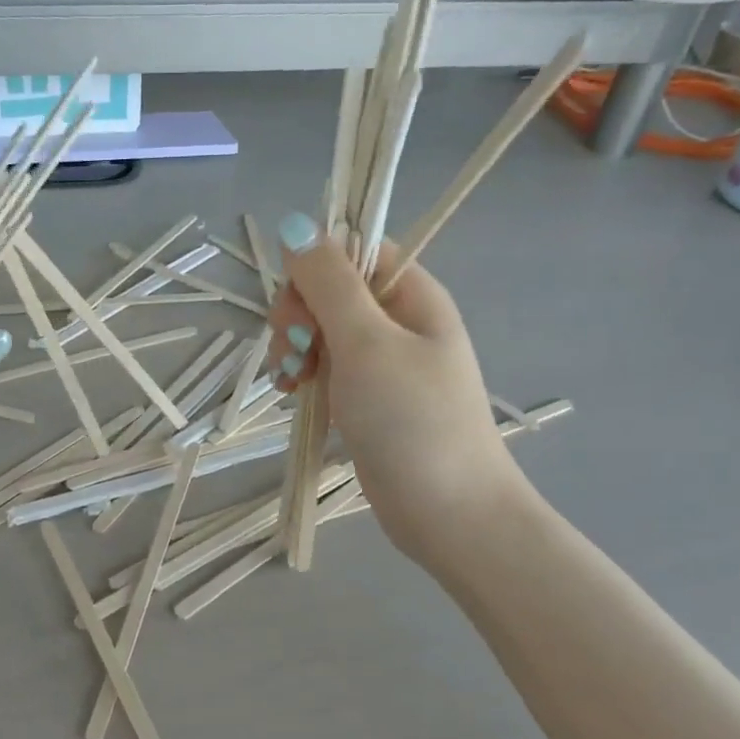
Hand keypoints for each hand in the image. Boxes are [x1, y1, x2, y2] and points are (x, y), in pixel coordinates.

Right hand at [264, 216, 522, 562]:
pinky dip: (303, 373)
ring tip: (290, 381)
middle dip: (299, 315)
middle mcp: (398, 320)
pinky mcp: (367, 396)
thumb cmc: (412, 420)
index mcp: (411, 294)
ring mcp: (382, 361)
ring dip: (294, 347)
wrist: (448, 512)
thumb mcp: (366, 342)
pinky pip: (325, 366)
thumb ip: (329, 282)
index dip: (316, 269)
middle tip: (293, 352)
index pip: (354, 250)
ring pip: (321, 329)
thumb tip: (295, 226)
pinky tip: (291, 393)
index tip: (298, 308)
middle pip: (330, 290)